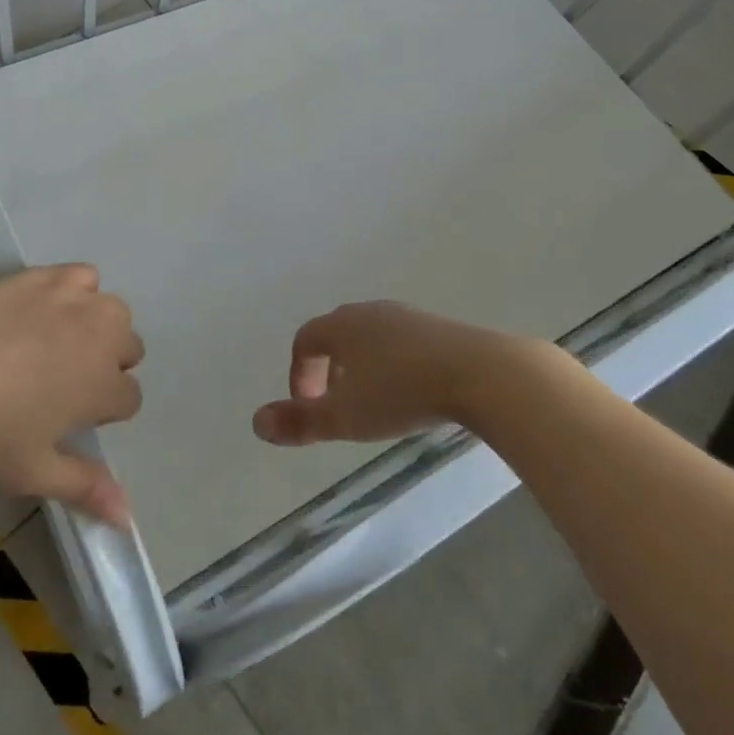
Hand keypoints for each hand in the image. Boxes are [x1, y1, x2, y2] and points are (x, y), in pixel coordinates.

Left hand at [0, 265, 143, 526]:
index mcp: (103, 386)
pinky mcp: (54, 275)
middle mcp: (104, 337)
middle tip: (61, 382)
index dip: (103, 412)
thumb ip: (85, 488)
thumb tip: (128, 517)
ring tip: (59, 343)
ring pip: (114, 313)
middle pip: (130, 349)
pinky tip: (50, 307)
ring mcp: (80, 301)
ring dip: (99, 328)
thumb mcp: (32, 470)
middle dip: (107, 366)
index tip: (70, 418)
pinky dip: (77, 291)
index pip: (130, 398)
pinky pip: (85, 277)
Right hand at [252, 301, 526, 445]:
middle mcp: (368, 312)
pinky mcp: (437, 327)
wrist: (478, 372)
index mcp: (340, 325)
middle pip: (336, 334)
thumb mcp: (345, 417)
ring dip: (361, 366)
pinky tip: (410, 392)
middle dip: (328, 368)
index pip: (305, 339)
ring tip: (373, 402)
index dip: (299, 372)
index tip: (307, 406)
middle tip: (336, 404)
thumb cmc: (400, 392)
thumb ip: (299, 421)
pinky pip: (401, 342)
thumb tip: (255, 423)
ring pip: (370, 336)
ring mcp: (405, 316)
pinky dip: (392, 363)